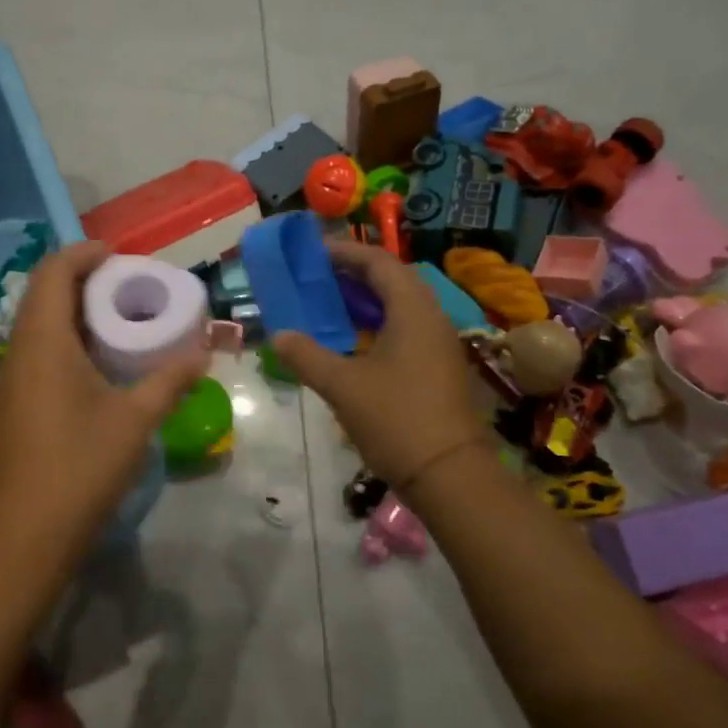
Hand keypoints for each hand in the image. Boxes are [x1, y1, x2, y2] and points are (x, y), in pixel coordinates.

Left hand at [0, 242, 207, 555]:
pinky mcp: (10, 405)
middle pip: (42, 294)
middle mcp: (17, 351)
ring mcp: (9, 380)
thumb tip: (203, 350)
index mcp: (43, 341)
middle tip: (126, 287)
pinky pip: (34, 352)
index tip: (120, 256)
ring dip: (71, 312)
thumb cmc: (82, 465)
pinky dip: (62, 341)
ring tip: (115, 321)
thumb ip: (171, 378)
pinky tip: (93, 366)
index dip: (84, 254)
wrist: (27, 534)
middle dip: (81, 280)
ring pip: (36, 325)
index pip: (54, 272)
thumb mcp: (136, 419)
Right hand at [273, 241, 482, 488]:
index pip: (379, 263)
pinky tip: (354, 341)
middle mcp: (432, 318)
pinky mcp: (439, 367)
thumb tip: (278, 335)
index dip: (345, 253)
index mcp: (412, 311)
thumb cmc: (395, 420)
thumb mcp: (342, 386)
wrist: (449, 475)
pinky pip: (406, 329)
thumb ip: (307, 355)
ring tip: (329, 303)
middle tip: (317, 277)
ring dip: (367, 299)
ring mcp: (439, 344)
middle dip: (354, 273)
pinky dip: (378, 323)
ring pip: (401, 306)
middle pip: (393, 279)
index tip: (312, 253)